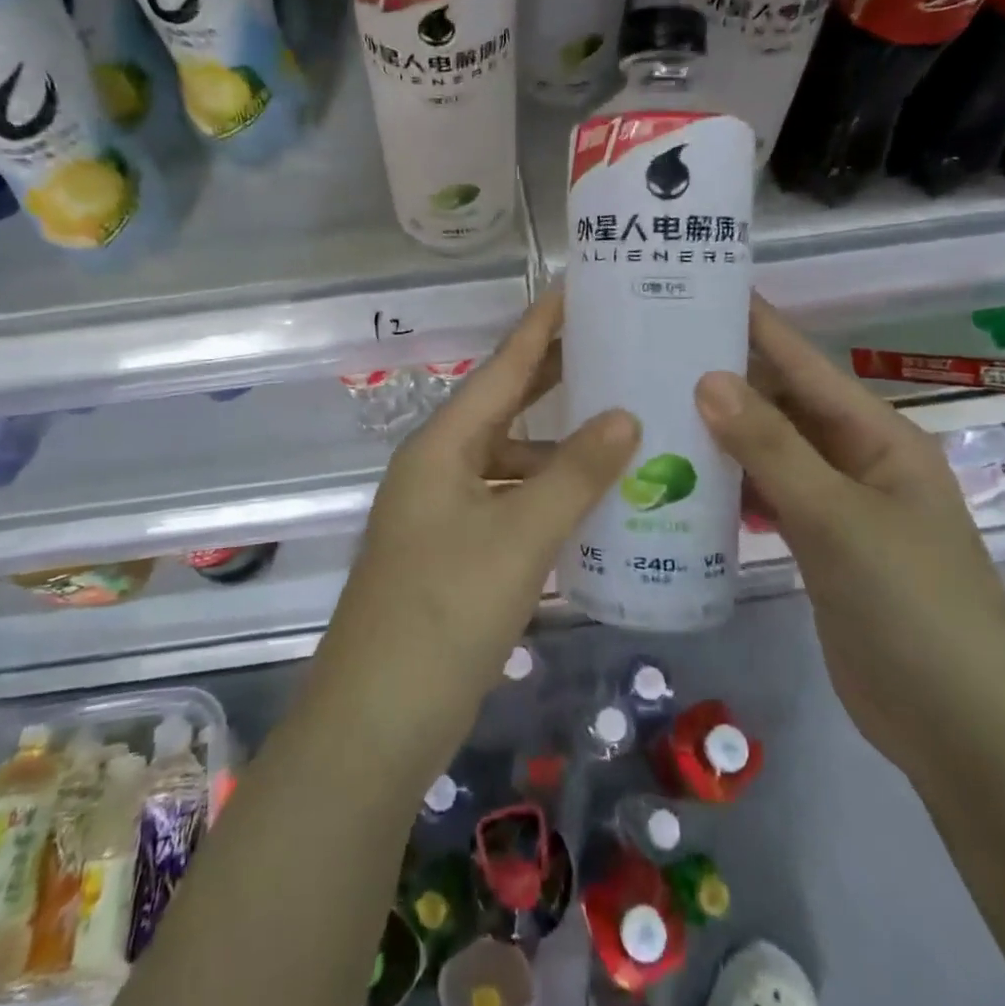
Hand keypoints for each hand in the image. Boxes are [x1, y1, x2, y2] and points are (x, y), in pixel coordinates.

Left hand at [316, 288, 639, 759]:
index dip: (541, 327)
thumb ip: (575, 474)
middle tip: (612, 348)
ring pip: (509, 460)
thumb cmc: (445, 610)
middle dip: (554, 379)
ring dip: (557, 448)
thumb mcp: (519, 536)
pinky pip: (508, 503)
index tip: (577, 287)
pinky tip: (589, 505)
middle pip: (504, 407)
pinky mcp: (452, 552)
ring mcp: (442, 511)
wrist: (378, 718)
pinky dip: (546, 497)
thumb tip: (625, 414)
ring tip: (620, 432)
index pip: (502, 368)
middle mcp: (438, 466)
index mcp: (443, 445)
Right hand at [695, 296, 1004, 785]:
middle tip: (652, 350)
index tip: (698, 289)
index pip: (804, 363)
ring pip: (769, 452)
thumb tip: (708, 378)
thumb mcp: (838, 518)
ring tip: (652, 406)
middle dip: (725, 378)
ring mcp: (837, 505)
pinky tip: (682, 479)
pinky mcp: (818, 546)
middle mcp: (856, 459)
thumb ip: (772, 447)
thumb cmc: (913, 605)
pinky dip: (730, 485)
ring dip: (721, 434)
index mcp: (876, 436)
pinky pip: (766, 496)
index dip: (756, 324)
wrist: (961, 729)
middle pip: (782, 404)